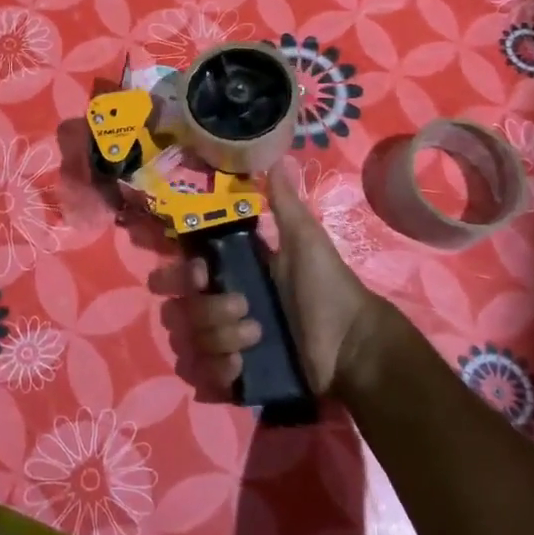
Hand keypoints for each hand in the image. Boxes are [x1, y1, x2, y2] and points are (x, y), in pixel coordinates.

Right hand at [178, 159, 397, 400]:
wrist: (352, 344)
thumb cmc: (327, 287)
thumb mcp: (305, 240)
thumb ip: (284, 204)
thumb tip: (277, 157)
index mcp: (234, 275)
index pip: (186, 272)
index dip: (182, 273)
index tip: (204, 273)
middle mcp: (223, 308)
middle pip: (181, 309)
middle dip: (206, 311)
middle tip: (242, 310)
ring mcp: (227, 344)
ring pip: (191, 341)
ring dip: (220, 338)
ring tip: (257, 339)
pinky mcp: (235, 377)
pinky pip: (203, 376)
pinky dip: (219, 372)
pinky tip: (243, 367)